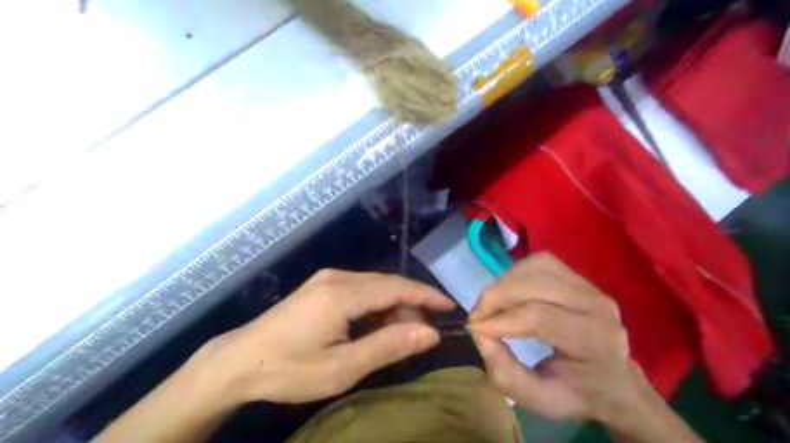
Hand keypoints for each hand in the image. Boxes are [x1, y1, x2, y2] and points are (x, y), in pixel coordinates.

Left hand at [184, 268, 449, 406]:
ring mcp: (327, 278)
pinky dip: (376, 304)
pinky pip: (360, 288)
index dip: (427, 295)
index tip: (450, 307)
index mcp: (343, 294)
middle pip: (388, 283)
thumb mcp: (342, 367)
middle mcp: (338, 277)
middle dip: (411, 303)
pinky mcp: (321, 285)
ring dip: (393, 305)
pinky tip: (375, 324)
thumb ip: (389, 346)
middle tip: (423, 332)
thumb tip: (430, 332)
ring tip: (401, 332)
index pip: (398, 287)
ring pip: (375, 285)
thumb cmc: (290, 369)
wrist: (238, 361)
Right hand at [467, 253, 661, 427]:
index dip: (501, 320)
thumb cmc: (576, 394)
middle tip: (477, 315)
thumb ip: (507, 375)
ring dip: (504, 282)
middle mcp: (597, 306)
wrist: (612, 381)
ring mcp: (589, 286)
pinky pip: (539, 263)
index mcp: (595, 342)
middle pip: (536, 284)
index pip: (540, 317)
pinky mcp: (577, 277)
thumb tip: (480, 335)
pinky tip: (507, 292)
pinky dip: (515, 273)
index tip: (474, 329)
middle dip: (497, 296)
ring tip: (490, 304)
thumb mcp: (540, 400)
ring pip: (536, 266)